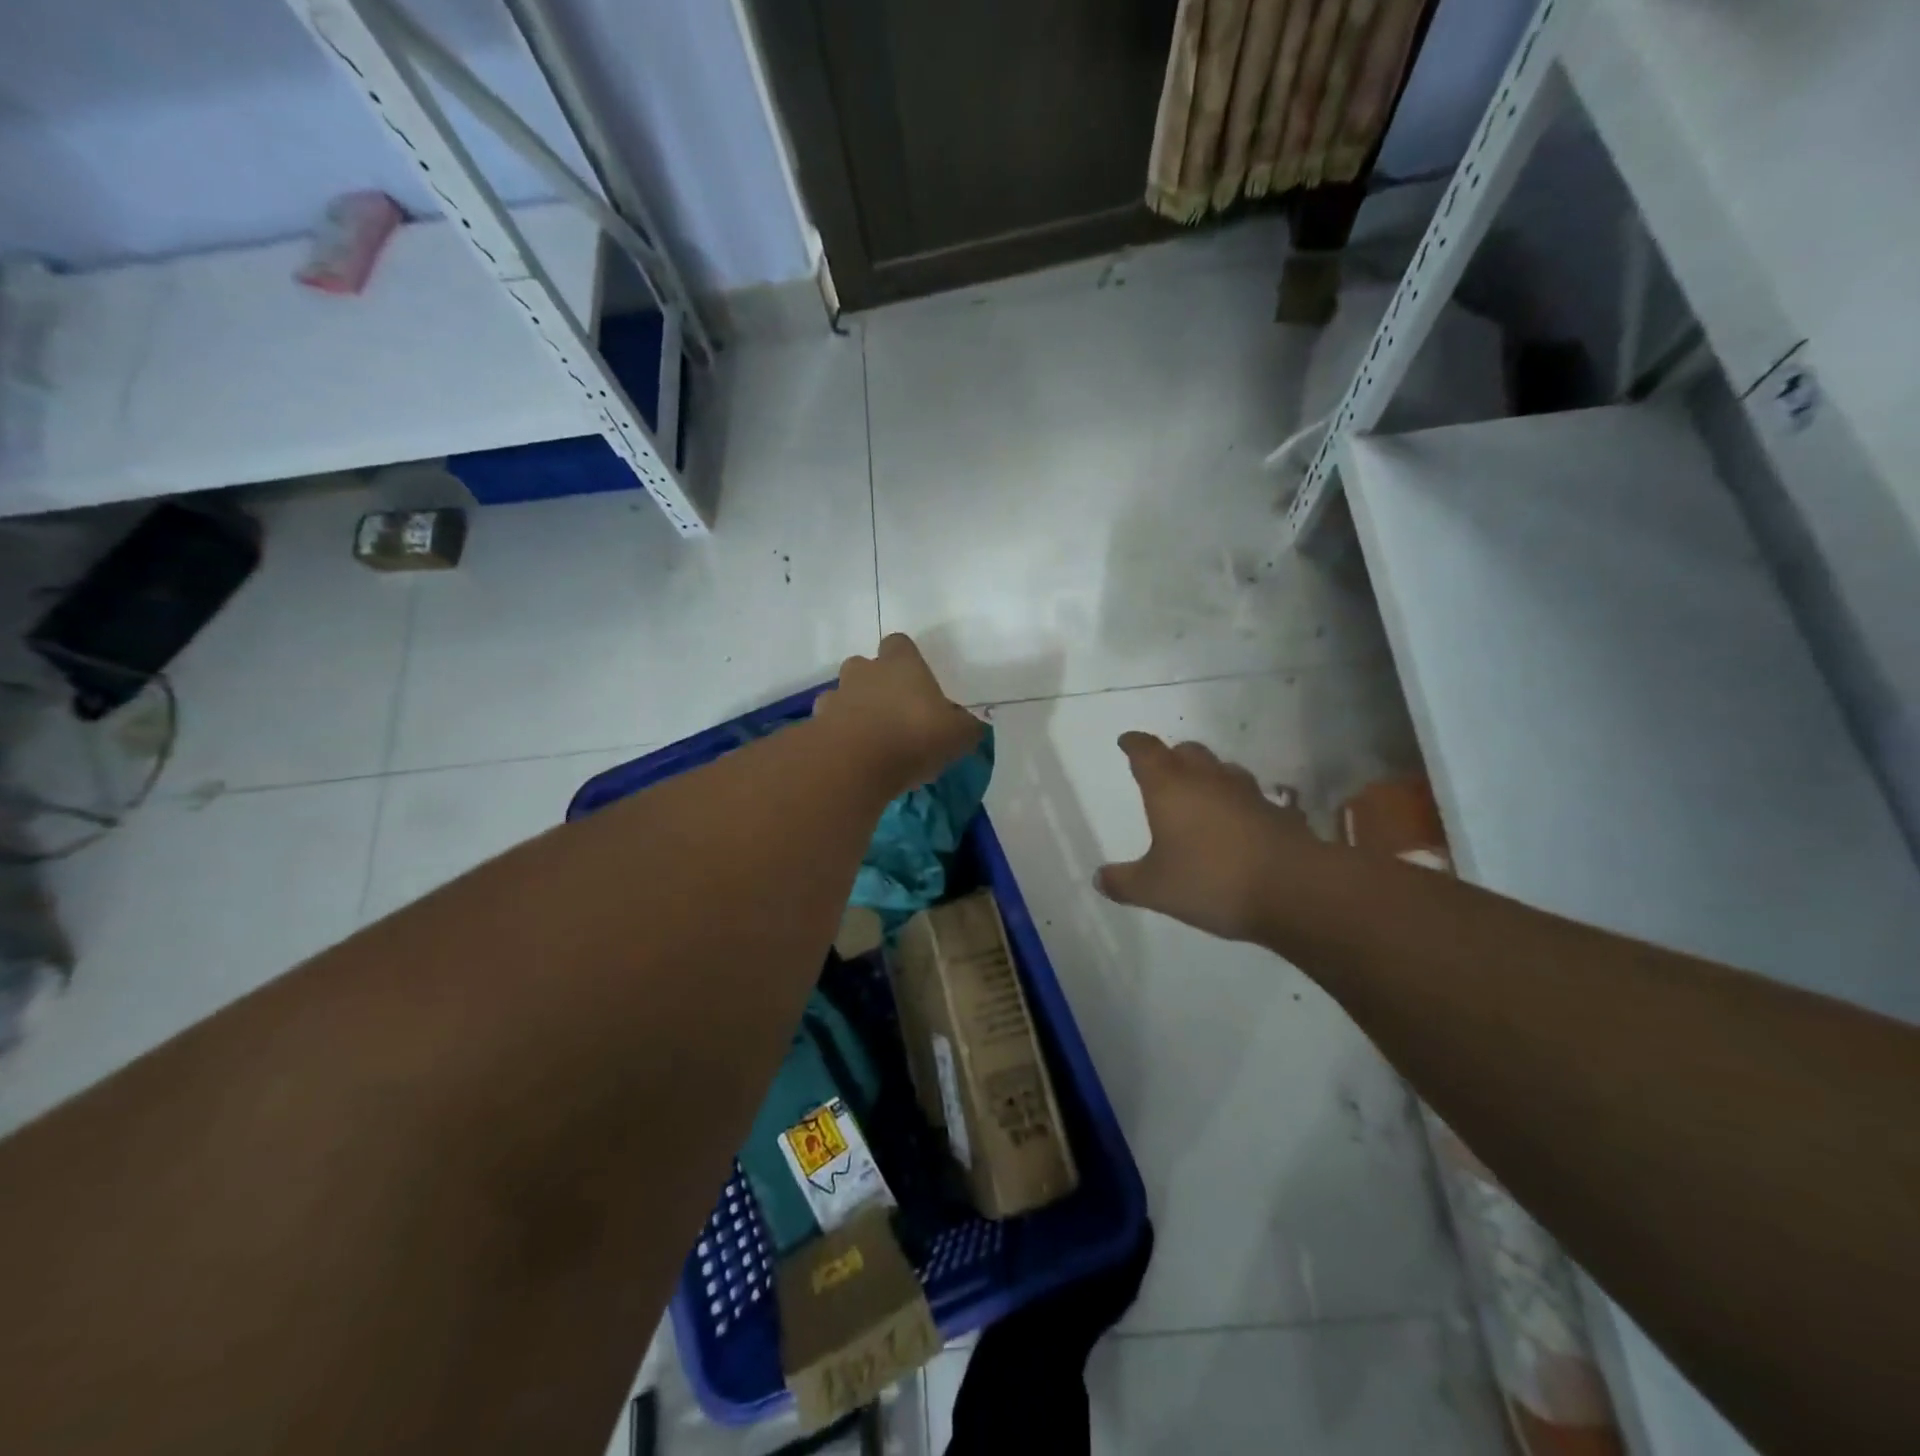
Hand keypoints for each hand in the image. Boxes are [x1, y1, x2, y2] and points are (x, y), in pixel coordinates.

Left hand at [815, 634, 983, 794]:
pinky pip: (827, 725)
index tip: (915, 681)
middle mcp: (865, 672)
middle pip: (865, 666)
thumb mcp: (957, 736)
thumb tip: (970, 726)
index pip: (899, 644)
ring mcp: (836, 696)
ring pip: (842, 694)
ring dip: (852, 710)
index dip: (906, 660)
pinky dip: (837, 736)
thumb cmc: (913, 737)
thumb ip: (965, 727)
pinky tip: (852, 758)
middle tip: (891, 712)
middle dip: (874, 684)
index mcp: (901, 664)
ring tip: (869, 739)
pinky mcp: (816, 725)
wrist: (855, 763)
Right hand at [1096, 732, 1323, 942]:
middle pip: (1187, 752)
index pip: (1146, 752)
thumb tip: (1099, 878)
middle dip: (1172, 756)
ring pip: (1222, 770)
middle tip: (1163, 769)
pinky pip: (1251, 798)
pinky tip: (1238, 822)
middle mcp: (1208, 780)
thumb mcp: (1155, 888)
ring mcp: (1247, 793)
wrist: (1293, 889)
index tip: (1126, 741)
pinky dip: (1238, 803)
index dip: (1134, 744)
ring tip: (1200, 793)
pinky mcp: (1277, 812)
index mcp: (1170, 788)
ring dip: (1208, 775)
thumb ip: (1124, 882)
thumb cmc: (1210, 880)